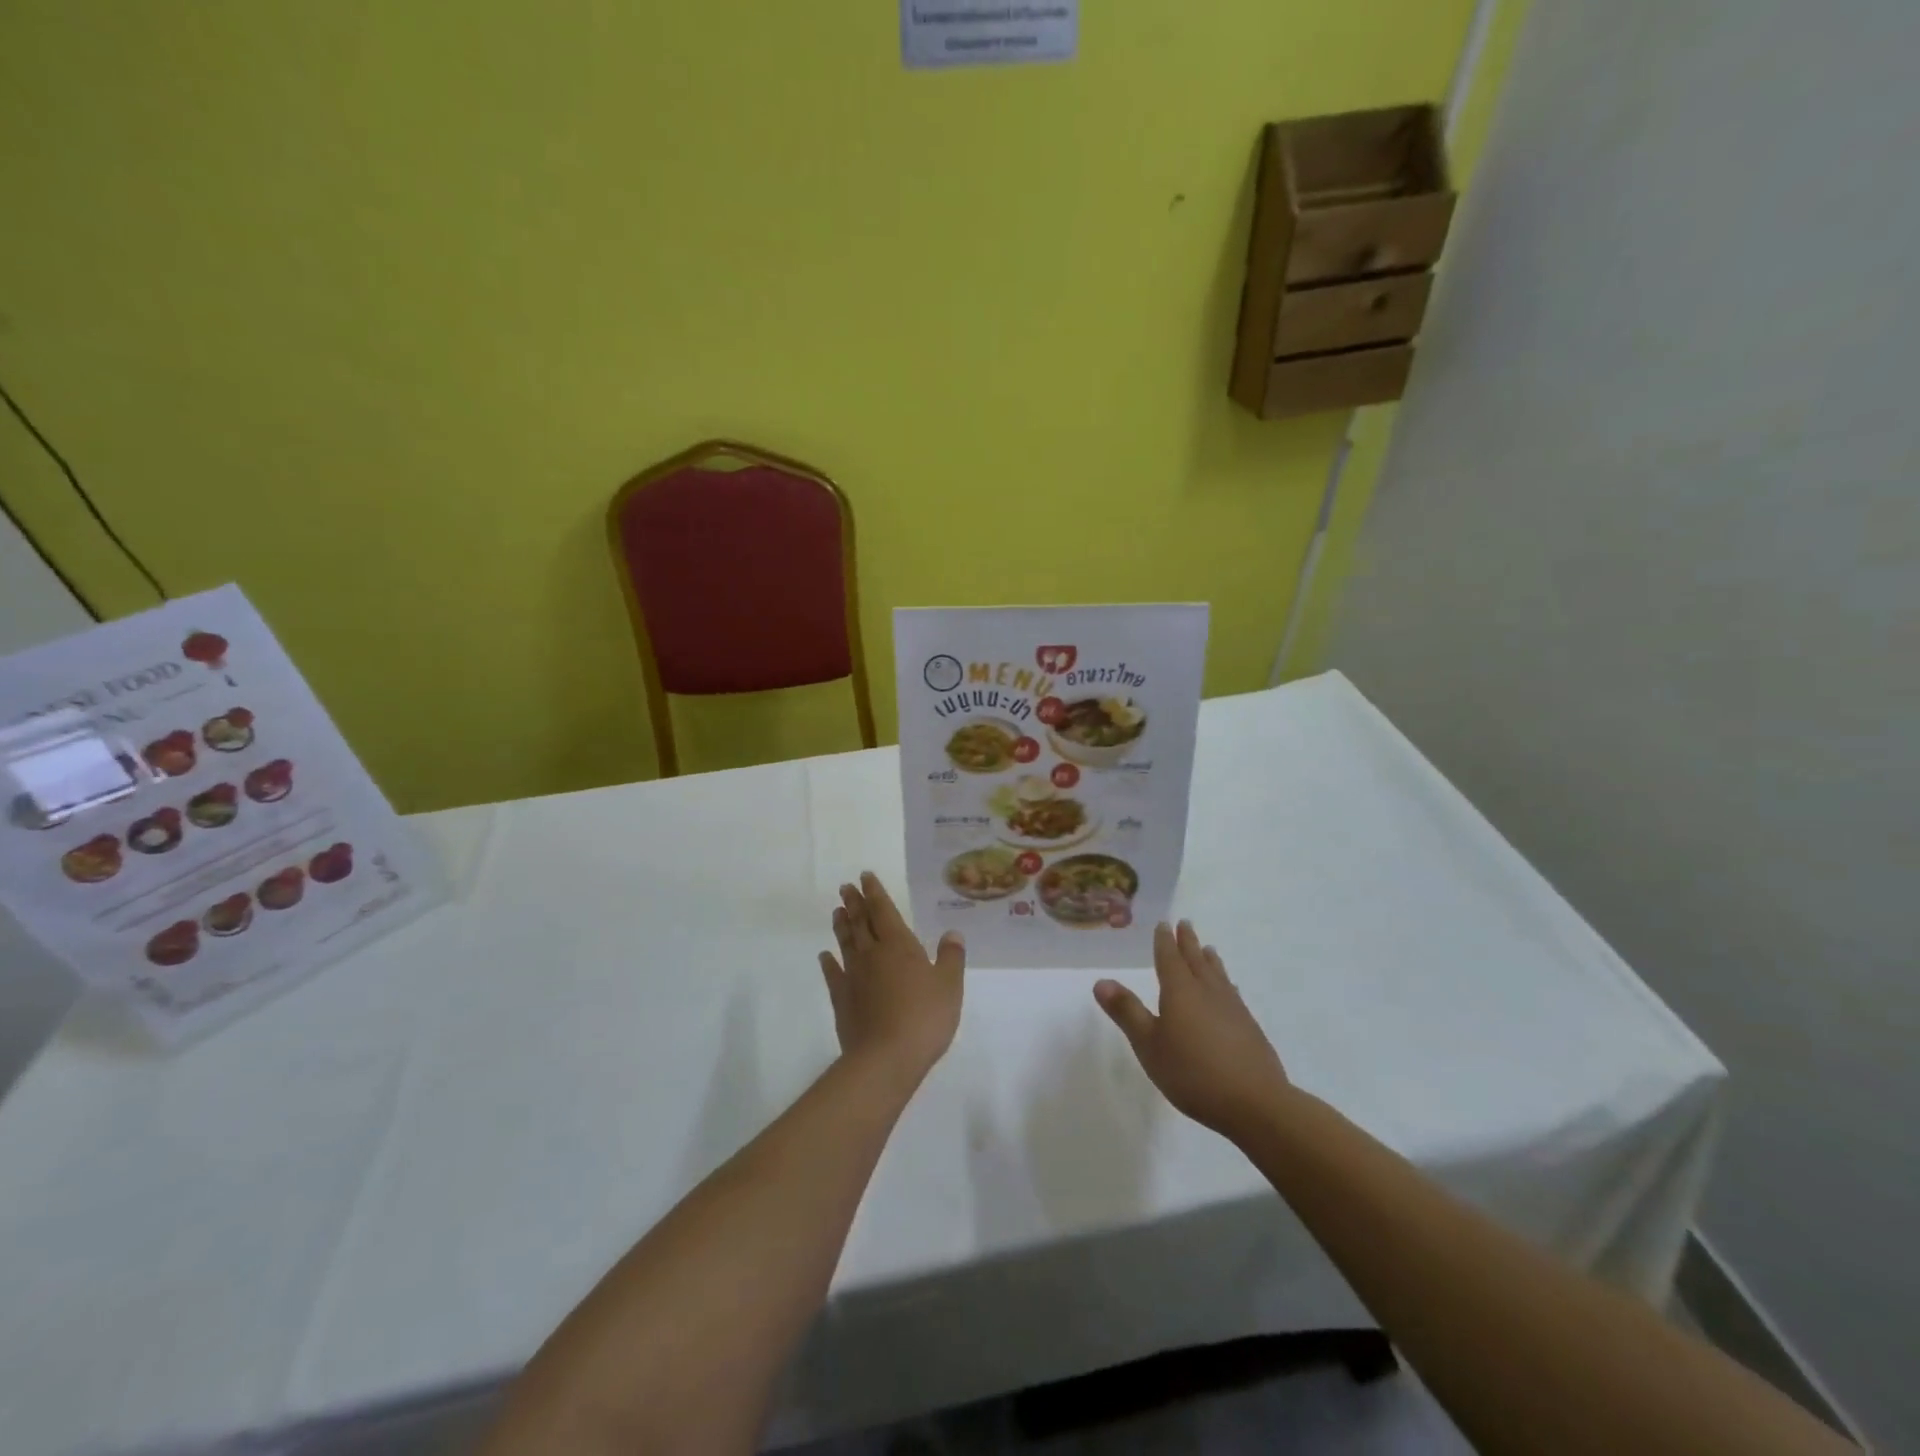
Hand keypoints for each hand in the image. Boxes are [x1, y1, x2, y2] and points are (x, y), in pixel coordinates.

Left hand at [821, 872, 964, 1087]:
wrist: (885, 1058)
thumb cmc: (924, 1018)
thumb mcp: (949, 986)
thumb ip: (951, 957)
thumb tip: (952, 933)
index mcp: (899, 945)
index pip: (884, 911)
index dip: (875, 893)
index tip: (865, 877)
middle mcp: (873, 954)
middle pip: (861, 922)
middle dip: (854, 903)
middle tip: (845, 887)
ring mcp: (854, 977)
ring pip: (845, 943)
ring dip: (841, 926)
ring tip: (836, 911)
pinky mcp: (842, 1000)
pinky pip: (833, 974)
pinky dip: (828, 963)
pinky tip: (825, 956)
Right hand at [1094, 921, 1291, 1143]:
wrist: (1254, 1102)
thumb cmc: (1192, 1072)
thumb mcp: (1149, 1045)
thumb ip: (1127, 1012)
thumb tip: (1101, 981)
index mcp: (1180, 992)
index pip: (1169, 958)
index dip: (1165, 941)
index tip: (1165, 923)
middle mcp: (1207, 992)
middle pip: (1196, 960)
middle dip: (1188, 942)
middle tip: (1185, 924)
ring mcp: (1232, 1008)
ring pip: (1217, 975)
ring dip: (1209, 960)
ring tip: (1208, 949)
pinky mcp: (1249, 1027)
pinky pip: (1232, 993)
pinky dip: (1226, 982)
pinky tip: (1229, 990)